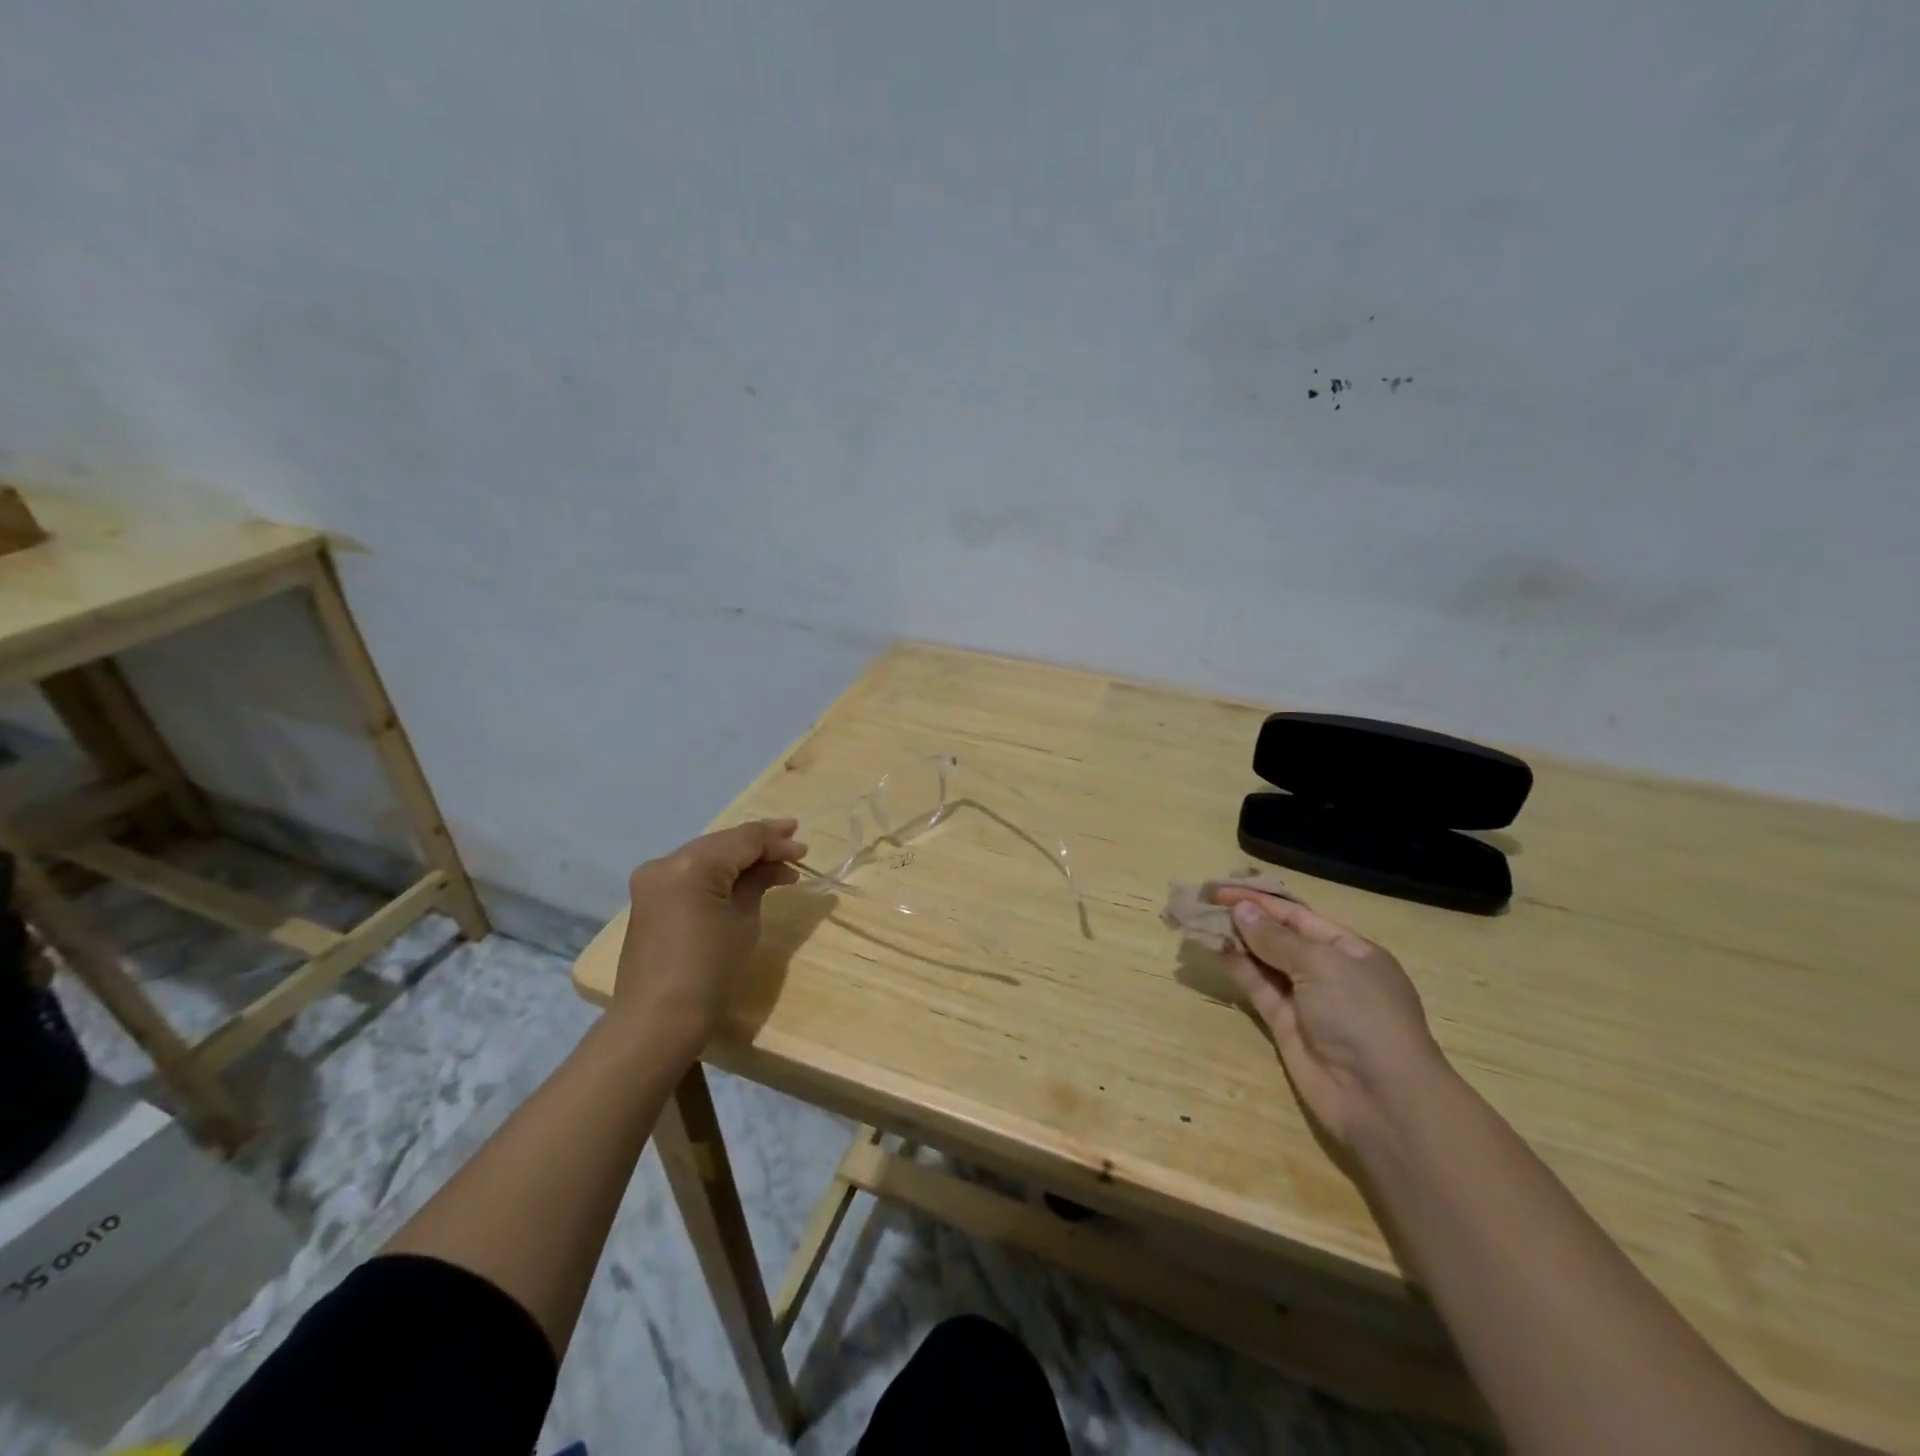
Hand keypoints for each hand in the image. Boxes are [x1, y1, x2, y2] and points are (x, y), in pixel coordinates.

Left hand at [610, 819, 806, 1059]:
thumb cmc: (710, 971)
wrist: (659, 1020)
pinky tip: (745, 879)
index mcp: (691, 864)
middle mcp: (666, 862)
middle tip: (795, 844)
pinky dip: (719, 873)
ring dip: (740, 859)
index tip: (804, 849)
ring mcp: (653, 880)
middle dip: (759, 845)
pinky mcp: (650, 898)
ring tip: (778, 864)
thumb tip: (773, 866)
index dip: (777, 841)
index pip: (743, 839)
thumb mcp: (744, 921)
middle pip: (723, 843)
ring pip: (707, 856)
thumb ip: (758, 882)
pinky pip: (692, 874)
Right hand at [1211, 889, 1447, 1147]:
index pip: (1298, 916)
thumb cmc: (1362, 1015)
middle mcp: (1329, 972)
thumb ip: (1276, 938)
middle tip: (1204, 903)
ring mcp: (1307, 1001)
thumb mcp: (1322, 965)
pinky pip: (1259, 989)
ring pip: (1265, 962)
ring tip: (1202, 922)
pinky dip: (1239, 969)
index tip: (1221, 890)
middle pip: (1280, 937)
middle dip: (1246, 919)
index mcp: (1351, 950)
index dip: (1260, 901)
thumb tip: (1241, 910)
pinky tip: (1217, 950)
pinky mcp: (1286, 1026)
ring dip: (1237, 942)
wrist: (1380, 1098)